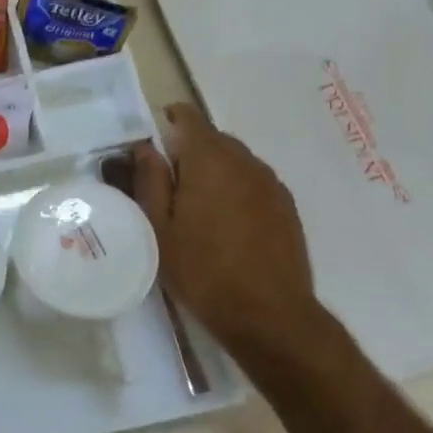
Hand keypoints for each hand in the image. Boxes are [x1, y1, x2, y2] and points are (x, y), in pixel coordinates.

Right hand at [123, 102, 323, 358]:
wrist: (269, 315)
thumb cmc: (202, 269)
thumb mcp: (158, 227)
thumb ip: (150, 180)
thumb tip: (145, 148)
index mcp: (210, 160)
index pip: (189, 118)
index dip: (168, 122)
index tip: (151, 147)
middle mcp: (245, 162)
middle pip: (213, 138)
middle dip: (188, 151)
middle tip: (166, 187)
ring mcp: (271, 184)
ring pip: (235, 161)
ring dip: (213, 171)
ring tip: (195, 208)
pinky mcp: (287, 207)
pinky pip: (253, 182)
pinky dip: (235, 189)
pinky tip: (225, 224)